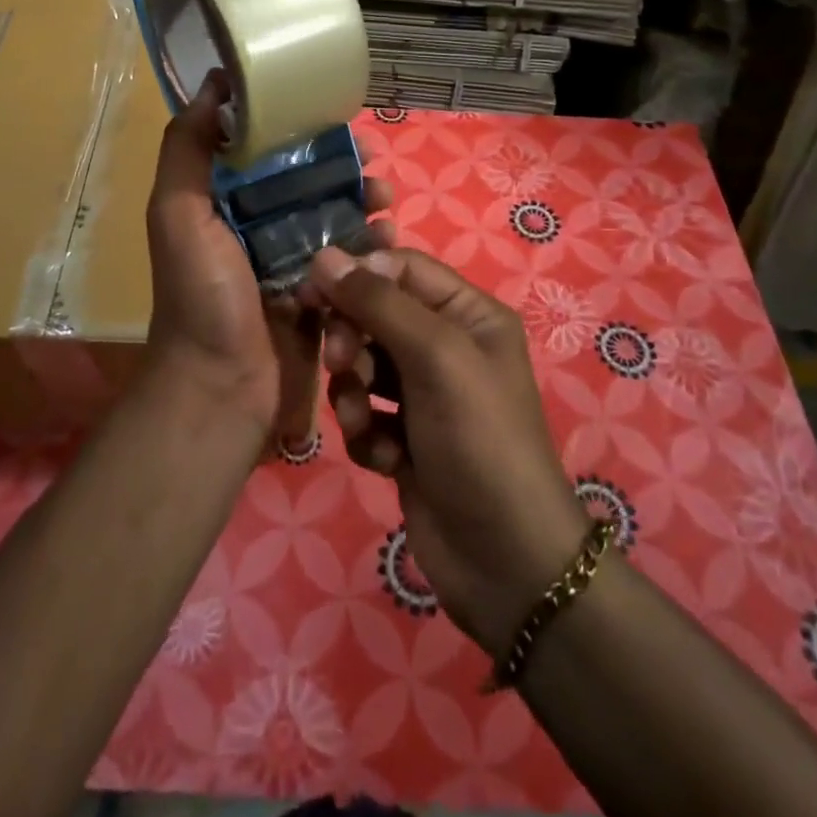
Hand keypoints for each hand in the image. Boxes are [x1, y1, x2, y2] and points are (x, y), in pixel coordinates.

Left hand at [145, 76, 392, 439]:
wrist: (221, 390)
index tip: (334, 117)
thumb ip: (187, 149)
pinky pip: (350, 261)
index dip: (301, 131)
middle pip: (310, 183)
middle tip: (373, 163)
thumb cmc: (201, 297)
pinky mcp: (319, 296)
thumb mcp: (179, 214)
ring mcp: (291, 263)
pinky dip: (371, 247)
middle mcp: (257, 228)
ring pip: (336, 218)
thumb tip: (214, 83)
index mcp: (224, 204)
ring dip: (365, 204)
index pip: (268, 152)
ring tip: (386, 202)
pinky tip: (388, 240)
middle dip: (344, 167)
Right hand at [302, 247, 588, 655]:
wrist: (505, 562)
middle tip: (342, 363)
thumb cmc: (478, 439)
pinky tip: (383, 459)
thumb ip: (378, 303)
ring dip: (353, 392)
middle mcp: (446, 346)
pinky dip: (364, 432)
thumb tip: (323, 254)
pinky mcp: (403, 438)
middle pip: (375, 315)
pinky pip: (364, 413)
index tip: (312, 289)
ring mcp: (424, 395)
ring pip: (362, 366)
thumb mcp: (435, 357)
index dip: (356, 274)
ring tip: (363, 422)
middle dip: (352, 339)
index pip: (400, 268)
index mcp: (467, 314)